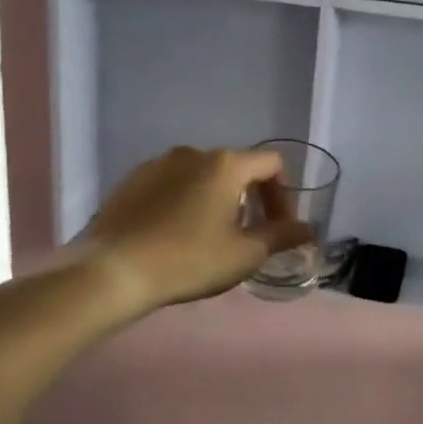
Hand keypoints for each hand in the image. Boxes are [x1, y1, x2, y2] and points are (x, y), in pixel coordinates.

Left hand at [83, 147, 313, 315]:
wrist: (113, 270)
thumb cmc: (188, 260)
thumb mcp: (244, 254)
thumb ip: (281, 236)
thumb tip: (309, 230)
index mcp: (225, 164)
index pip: (271, 164)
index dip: (283, 195)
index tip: (279, 227)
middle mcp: (193, 153)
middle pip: (237, 167)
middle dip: (250, 198)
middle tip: (249, 235)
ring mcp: (158, 164)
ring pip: (202, 176)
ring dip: (217, 199)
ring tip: (211, 236)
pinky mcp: (132, 180)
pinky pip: (172, 184)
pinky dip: (185, 201)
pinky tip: (176, 234)